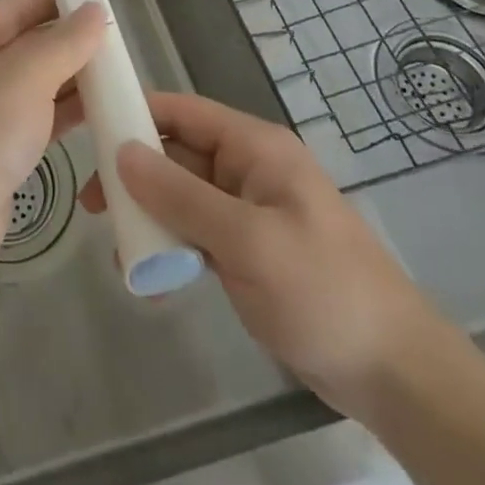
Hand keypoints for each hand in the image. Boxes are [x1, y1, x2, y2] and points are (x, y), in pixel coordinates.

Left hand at [0, 0, 103, 280]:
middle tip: (119, 43)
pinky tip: (99, 111)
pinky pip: (34, 116)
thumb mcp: (27, 76)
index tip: (101, 2)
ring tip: (119, 75)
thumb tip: (94, 10)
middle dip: (69, 42)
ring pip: (33, 82)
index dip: (58, 0)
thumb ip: (65, 42)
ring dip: (71, 79)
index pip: (17, 5)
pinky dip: (63, 111)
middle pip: (26, 42)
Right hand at [81, 91, 453, 420]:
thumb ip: (181, 195)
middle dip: (133, 173)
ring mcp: (247, 209)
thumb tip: (121, 153)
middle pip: (176, 153)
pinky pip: (195, 230)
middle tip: (92, 204)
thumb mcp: (247, 240)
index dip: (135, 112)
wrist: (395, 374)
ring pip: (181, 194)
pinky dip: (170, 243)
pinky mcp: (247, 248)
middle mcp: (247, 168)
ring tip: (116, 245)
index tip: (89, 129)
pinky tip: (150, 273)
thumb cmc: (323, 290)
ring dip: (148, 213)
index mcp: (254, 147)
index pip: (181, 111)